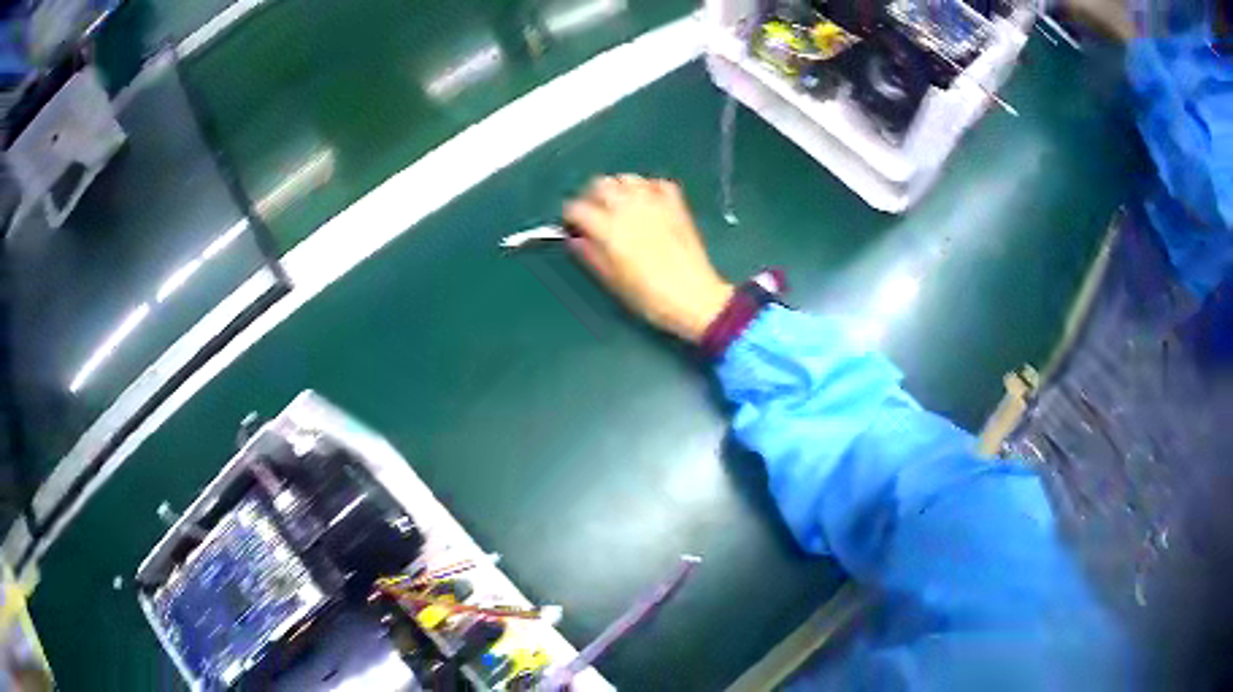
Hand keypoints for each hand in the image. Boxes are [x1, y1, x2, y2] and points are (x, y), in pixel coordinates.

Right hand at [564, 175, 733, 342]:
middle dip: (593, 196)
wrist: (695, 297)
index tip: (574, 227)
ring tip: (621, 206)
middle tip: (595, 213)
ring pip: (628, 178)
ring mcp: (655, 203)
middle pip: (601, 184)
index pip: (577, 208)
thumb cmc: (650, 297)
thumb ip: (591, 255)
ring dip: (619, 189)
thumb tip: (575, 239)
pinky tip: (648, 203)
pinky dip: (649, 188)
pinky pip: (658, 183)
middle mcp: (629, 208)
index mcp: (609, 229)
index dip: (571, 217)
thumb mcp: (613, 281)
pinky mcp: (677, 205)